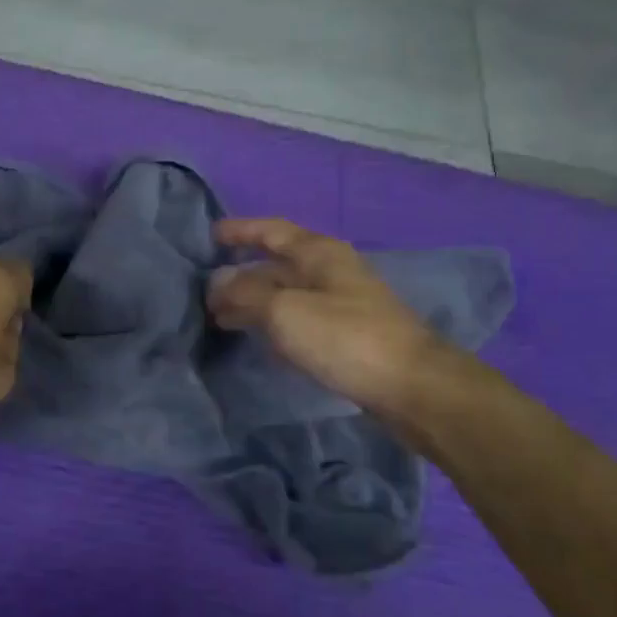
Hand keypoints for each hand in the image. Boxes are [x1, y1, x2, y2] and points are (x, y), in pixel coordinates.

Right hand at [208, 218, 445, 421]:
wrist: (411, 387)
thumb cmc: (345, 337)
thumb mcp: (285, 310)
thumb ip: (245, 293)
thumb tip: (217, 283)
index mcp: (319, 253)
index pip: (271, 230)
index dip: (240, 230)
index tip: (209, 236)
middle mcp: (331, 271)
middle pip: (277, 264)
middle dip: (240, 275)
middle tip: (205, 292)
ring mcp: (341, 303)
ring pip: (286, 293)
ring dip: (254, 302)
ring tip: (221, 318)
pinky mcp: (346, 335)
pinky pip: (299, 318)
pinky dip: (273, 322)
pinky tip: (257, 338)